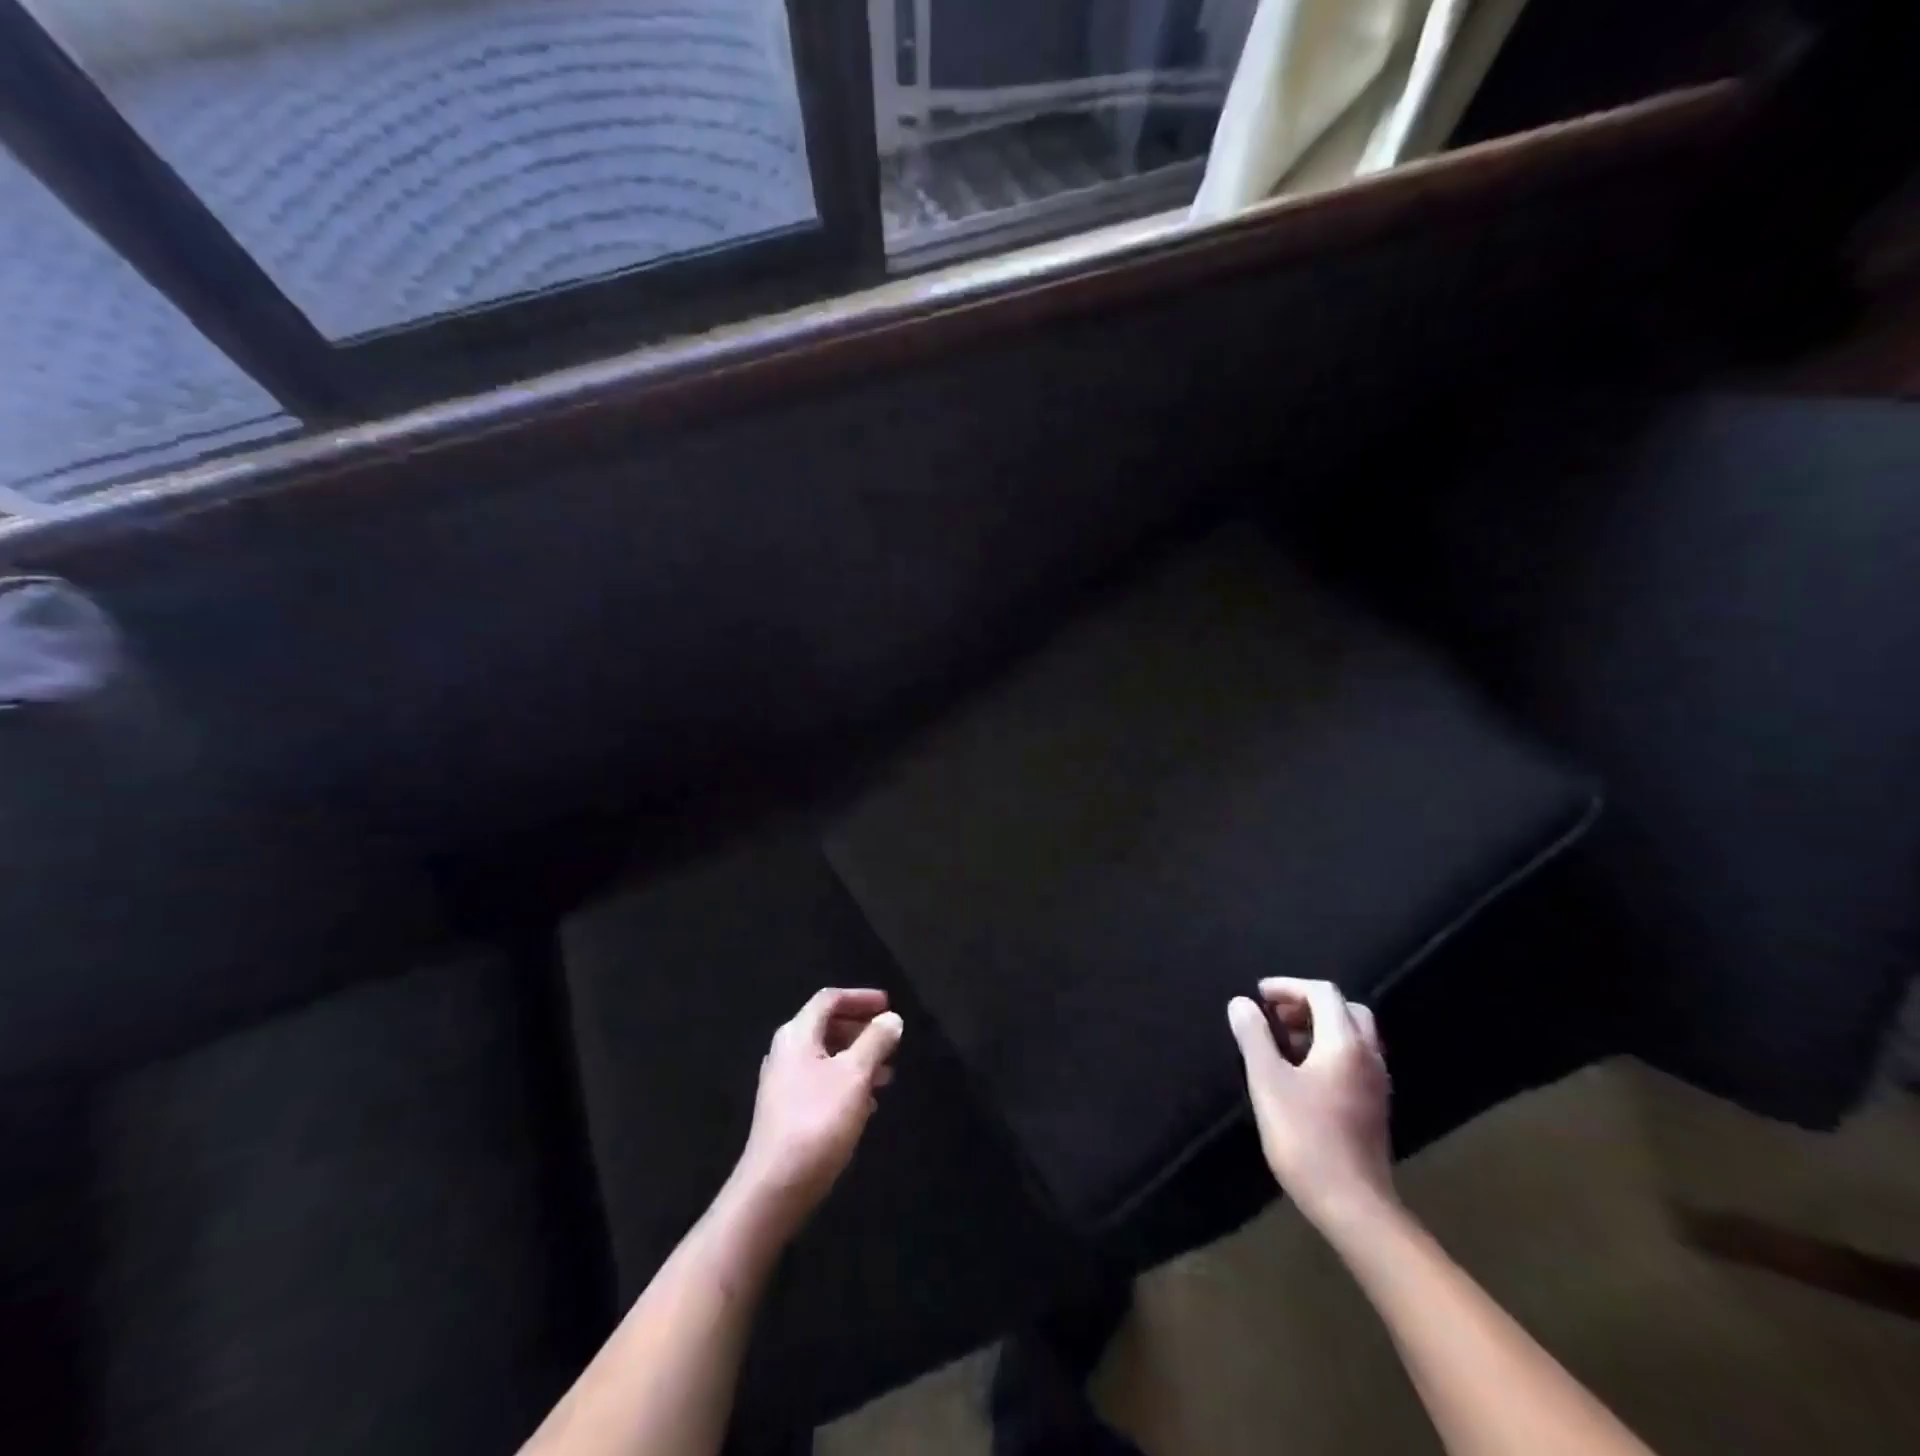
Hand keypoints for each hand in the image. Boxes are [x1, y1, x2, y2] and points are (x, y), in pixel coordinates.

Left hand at [732, 988, 902, 1231]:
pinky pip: (822, 1081)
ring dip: (858, 1057)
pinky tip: (868, 1102)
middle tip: (892, 1039)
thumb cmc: (817, 1121)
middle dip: (862, 1028)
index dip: (861, 997)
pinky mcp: (788, 1111)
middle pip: (827, 1025)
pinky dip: (847, 1081)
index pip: (829, 999)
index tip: (889, 1005)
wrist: (775, 1188)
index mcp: (797, 1035)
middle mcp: (786, 1052)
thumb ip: (875, 1041)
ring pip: (827, 1056)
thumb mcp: (855, 1075)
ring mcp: (784, 1083)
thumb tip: (891, 1018)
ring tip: (888, 1073)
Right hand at [1227, 977, 1395, 1238]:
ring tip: (1281, 1043)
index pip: (1322, 992)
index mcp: (1345, 1043)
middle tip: (1274, 1016)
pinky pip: (1354, 1059)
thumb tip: (1241, 1003)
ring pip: (1352, 1035)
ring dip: (1318, 1027)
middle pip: (1345, 1009)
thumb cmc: (1306, 1137)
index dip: (1288, 986)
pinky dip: (1328, 1050)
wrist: (1353, 1206)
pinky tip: (1301, 1073)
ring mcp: (1376, 1083)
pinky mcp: (1374, 1106)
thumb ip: (1253, 1036)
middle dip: (1307, 1004)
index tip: (1258, 996)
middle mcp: (1368, 1056)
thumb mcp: (1267, 1081)